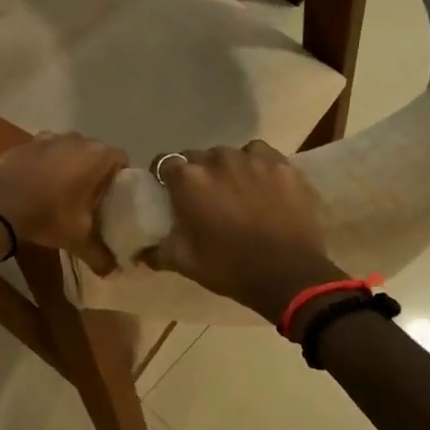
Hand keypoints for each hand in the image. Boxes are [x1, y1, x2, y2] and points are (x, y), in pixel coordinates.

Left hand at [0, 133, 128, 273]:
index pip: (121, 160)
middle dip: (94, 173)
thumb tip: (112, 273)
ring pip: (68, 151)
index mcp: (97, 156)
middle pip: (94, 153)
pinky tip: (36, 187)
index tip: (113, 199)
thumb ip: (99, 254)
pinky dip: (45, 165)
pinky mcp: (24, 143)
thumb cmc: (47, 214)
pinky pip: (44, 153)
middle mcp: (76, 139)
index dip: (120, 179)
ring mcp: (48, 138)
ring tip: (63, 193)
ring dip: (69, 167)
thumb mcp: (77, 238)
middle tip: (91, 200)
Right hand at [148, 141, 345, 323]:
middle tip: (204, 197)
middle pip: (197, 157)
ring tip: (235, 190)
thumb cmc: (230, 268)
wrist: (289, 276)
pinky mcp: (282, 164)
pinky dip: (256, 165)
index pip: (165, 163)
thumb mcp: (184, 263)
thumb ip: (157, 251)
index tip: (170, 193)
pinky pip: (260, 155)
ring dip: (227, 168)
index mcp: (189, 179)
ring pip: (230, 154)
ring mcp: (253, 159)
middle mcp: (217, 159)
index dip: (165, 177)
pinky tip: (261, 183)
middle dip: (197, 174)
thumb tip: (141, 251)